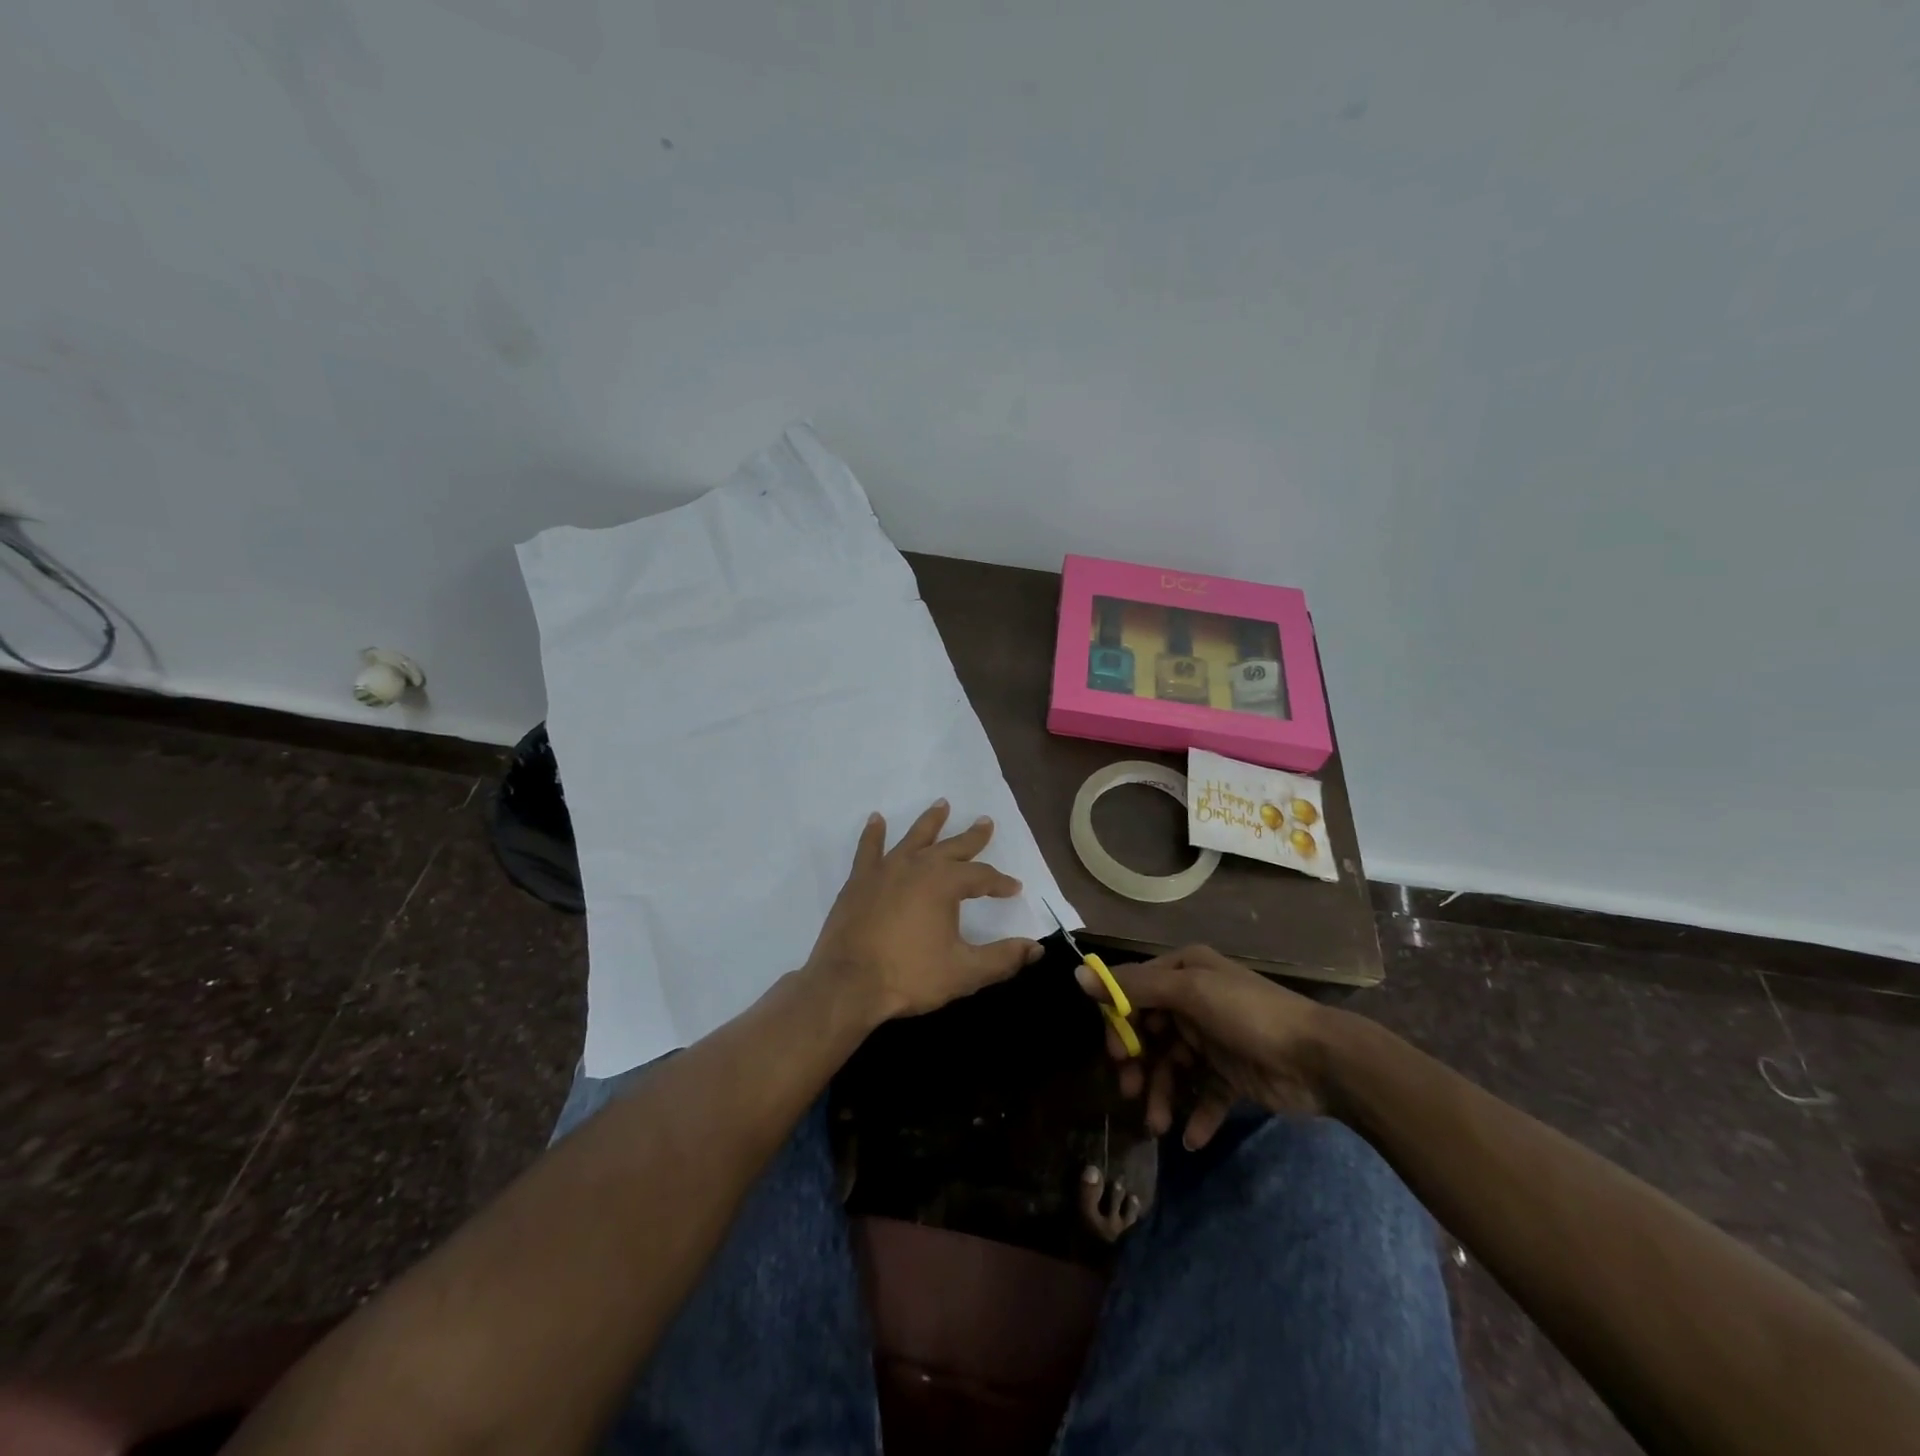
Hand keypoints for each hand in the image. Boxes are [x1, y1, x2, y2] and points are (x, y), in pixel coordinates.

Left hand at [807, 800, 1043, 1022]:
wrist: (847, 983)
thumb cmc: (909, 976)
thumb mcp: (964, 972)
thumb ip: (1002, 958)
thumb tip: (1036, 948)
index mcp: (945, 883)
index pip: (982, 876)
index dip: (1000, 882)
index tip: (1013, 888)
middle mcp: (917, 866)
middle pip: (951, 847)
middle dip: (972, 837)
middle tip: (985, 822)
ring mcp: (885, 870)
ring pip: (914, 838)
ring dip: (930, 821)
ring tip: (942, 804)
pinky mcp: (859, 881)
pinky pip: (869, 849)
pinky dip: (873, 833)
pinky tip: (876, 819)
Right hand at [1078, 944, 1334, 1147]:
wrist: (1322, 1059)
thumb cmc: (1250, 1015)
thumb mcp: (1190, 993)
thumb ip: (1135, 988)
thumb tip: (1077, 977)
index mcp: (1184, 972)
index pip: (1134, 992)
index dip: (1119, 1023)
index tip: (1114, 1054)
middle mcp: (1195, 1000)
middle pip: (1149, 1033)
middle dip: (1138, 1065)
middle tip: (1129, 1092)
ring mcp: (1213, 1039)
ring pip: (1172, 1067)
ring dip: (1162, 1095)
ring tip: (1159, 1125)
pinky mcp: (1232, 1075)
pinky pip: (1204, 1095)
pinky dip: (1195, 1115)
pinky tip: (1191, 1137)